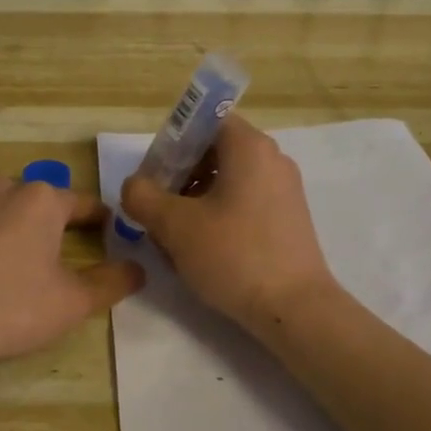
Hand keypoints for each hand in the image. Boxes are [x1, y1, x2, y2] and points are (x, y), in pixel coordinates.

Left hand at [0, 177, 143, 384]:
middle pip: (34, 202)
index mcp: (40, 201)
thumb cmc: (8, 309)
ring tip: (4, 267)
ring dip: (4, 229)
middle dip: (46, 224)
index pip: (82, 203)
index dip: (98, 219)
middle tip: (52, 257)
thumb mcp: (72, 303)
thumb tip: (137, 269)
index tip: (106, 233)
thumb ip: (111, 282)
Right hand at [121, 116, 336, 339]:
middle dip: (180, 176)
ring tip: (173, 235)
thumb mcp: (175, 225)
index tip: (154, 174)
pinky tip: (201, 249)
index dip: (173, 142)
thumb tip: (135, 186)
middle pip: (215, 152)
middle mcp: (272, 159)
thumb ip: (143, 197)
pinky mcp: (288, 218)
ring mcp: (284, 190)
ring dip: (195, 199)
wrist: (295, 308)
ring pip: (227, 180)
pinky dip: (218, 215)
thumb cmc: (234, 255)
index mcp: (249, 147)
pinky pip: (244, 202)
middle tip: (156, 207)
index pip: (205, 122)